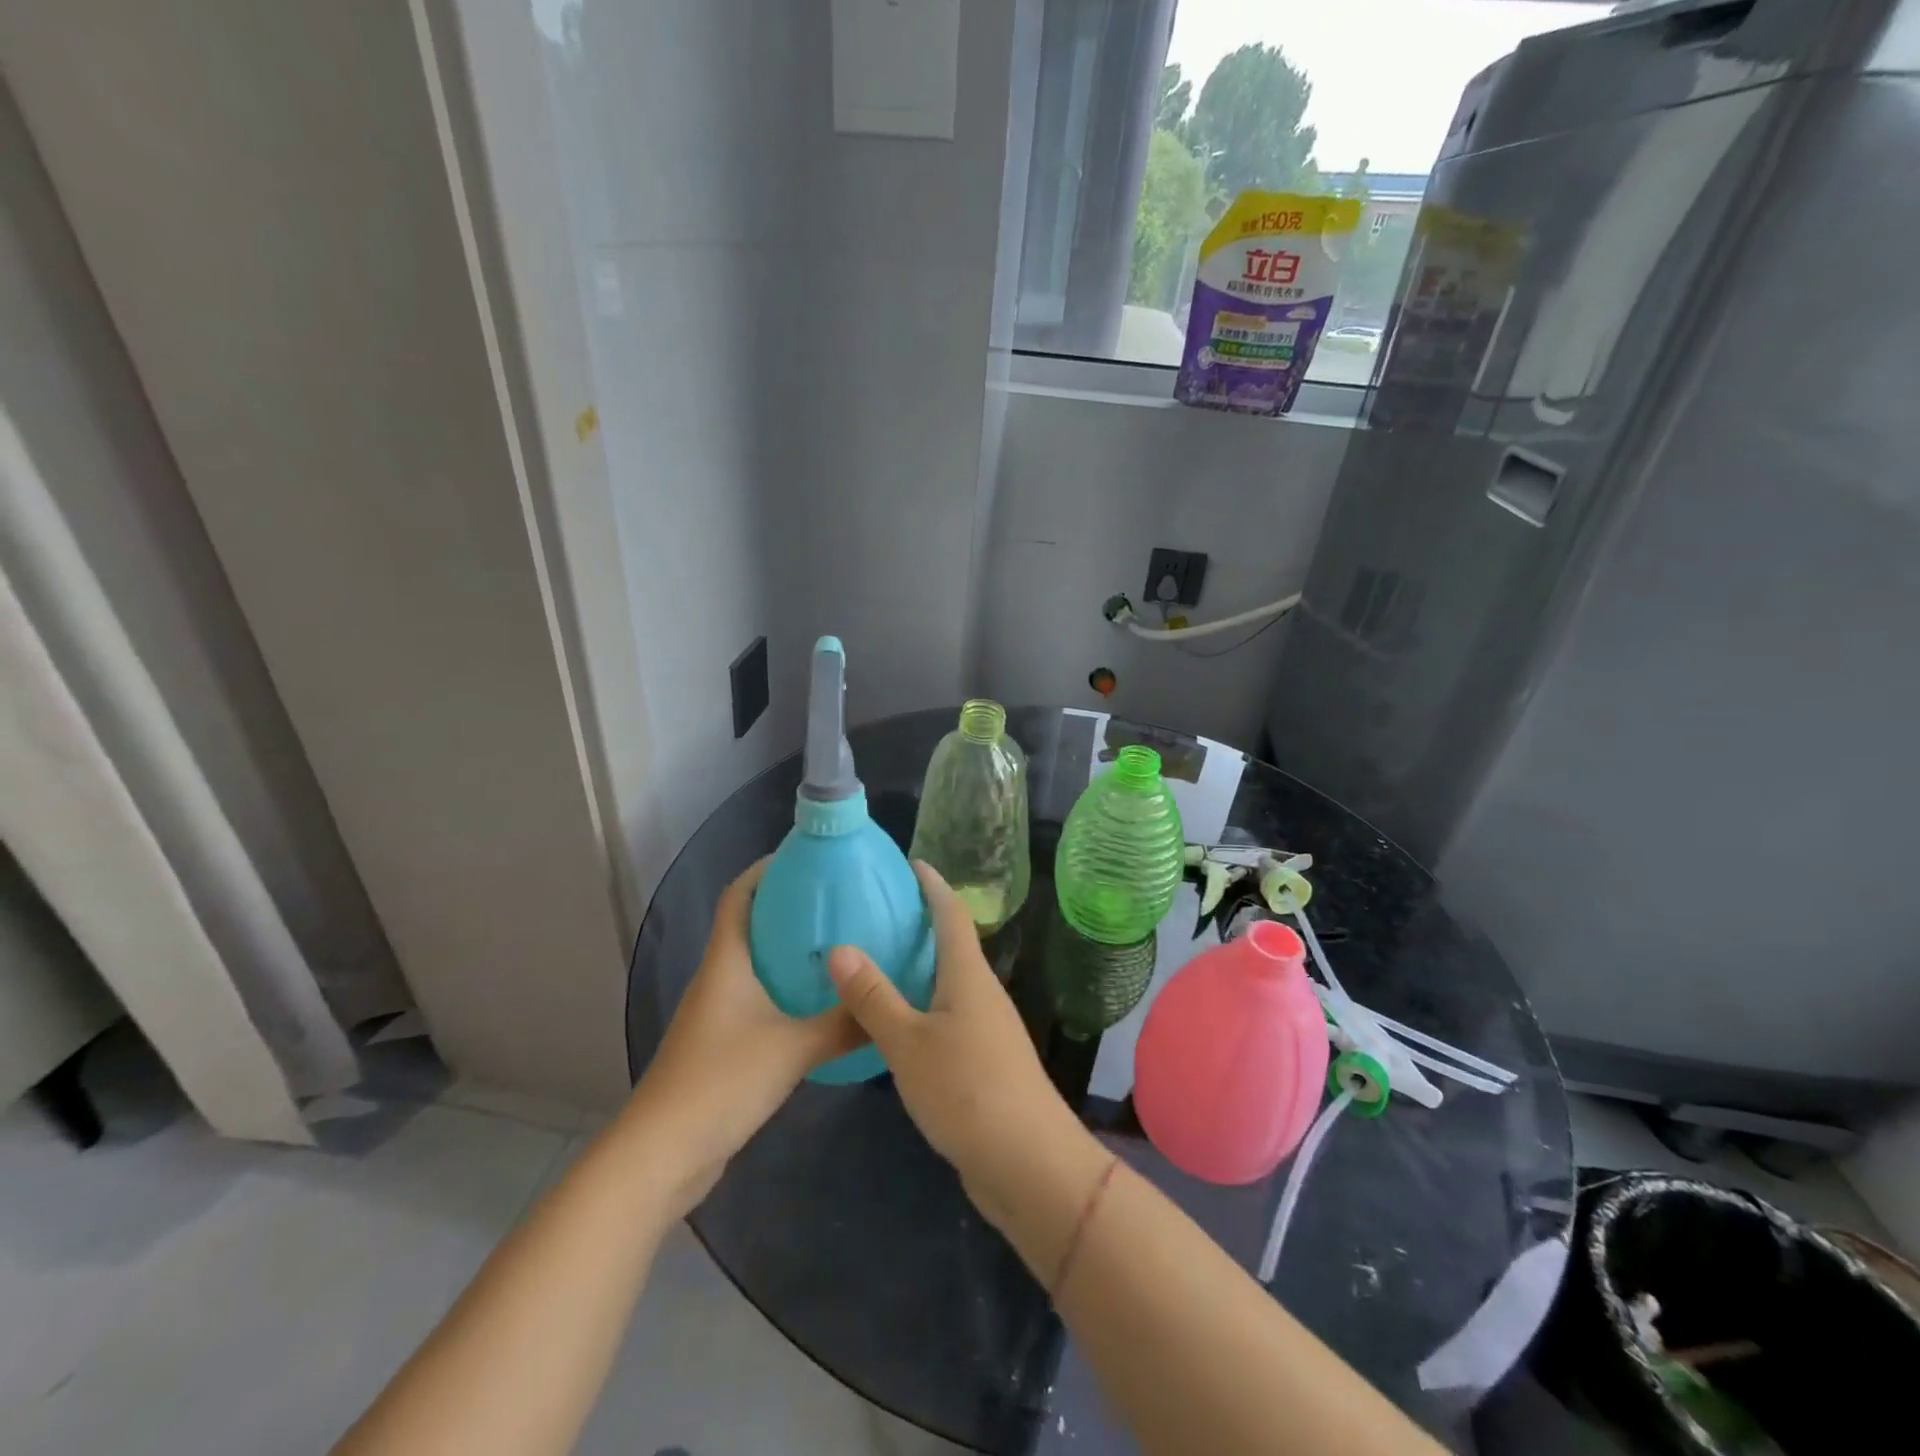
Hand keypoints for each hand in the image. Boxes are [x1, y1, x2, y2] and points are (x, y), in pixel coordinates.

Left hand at [625, 859, 861, 1218]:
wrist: (662, 1155)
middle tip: (841, 901)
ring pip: (758, 965)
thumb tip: (890, 1005)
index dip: (766, 869)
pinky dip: (790, 991)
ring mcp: (719, 1014)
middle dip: (791, 908)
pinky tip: (823, 1003)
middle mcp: (719, 979)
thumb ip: (843, 1024)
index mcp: (726, 962)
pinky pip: (762, 1001)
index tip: (807, 858)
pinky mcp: (726, 1046)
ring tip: (841, 946)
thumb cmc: (721, 1082)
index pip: (739, 896)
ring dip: (792, 952)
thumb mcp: (792, 1048)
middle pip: (752, 926)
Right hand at [827, 863, 1097, 1233]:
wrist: (1028, 1163)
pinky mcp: (984, 1061)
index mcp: (968, 976)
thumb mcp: (909, 1043)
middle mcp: (982, 993)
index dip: (933, 885)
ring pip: (950, 982)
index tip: (911, 862)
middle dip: (922, 922)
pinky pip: (949, 1015)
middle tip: (879, 911)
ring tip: (879, 960)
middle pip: (953, 944)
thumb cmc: (967, 1090)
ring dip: (921, 966)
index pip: (951, 914)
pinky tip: (897, 1021)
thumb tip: (839, 947)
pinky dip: (923, 1004)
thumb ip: (874, 997)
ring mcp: (987, 1028)